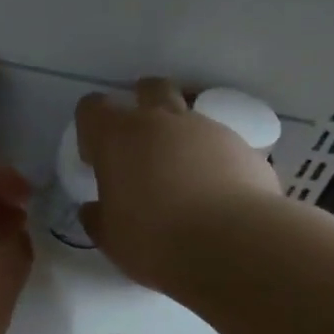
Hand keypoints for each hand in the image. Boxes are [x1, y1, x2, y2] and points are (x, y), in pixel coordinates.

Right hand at [76, 78, 280, 291]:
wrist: (232, 245)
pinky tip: (215, 193)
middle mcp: (162, 121)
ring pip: (189, 115)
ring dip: (180, 135)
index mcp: (118, 137)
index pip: (93, 108)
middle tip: (141, 143)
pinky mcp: (243, 147)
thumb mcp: (111, 239)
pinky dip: (213, 159)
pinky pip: (220, 143)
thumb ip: (98, 217)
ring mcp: (207, 129)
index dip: (91, 128)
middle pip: (149, 89)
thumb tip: (94, 209)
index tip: (96, 159)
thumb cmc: (155, 241)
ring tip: (182, 176)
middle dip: (142, 104)